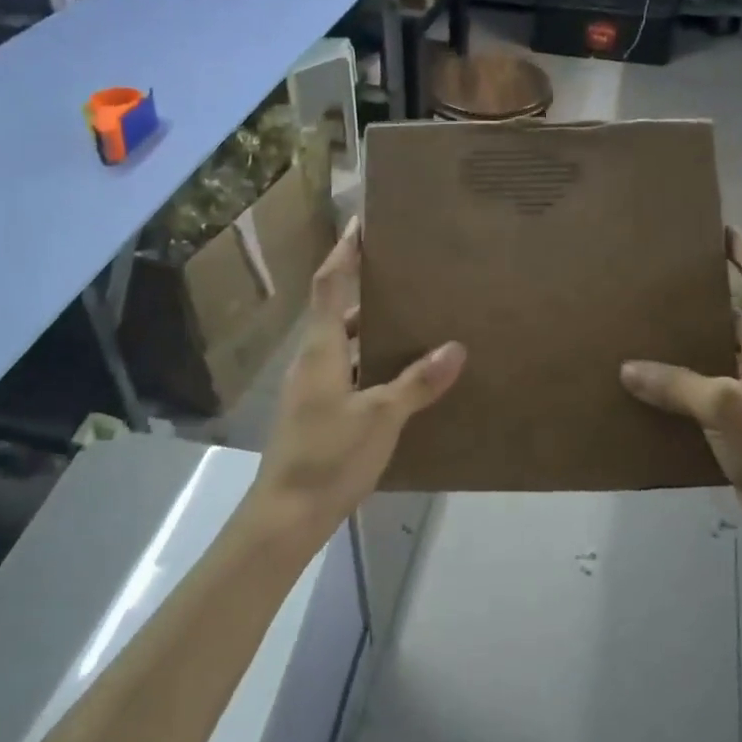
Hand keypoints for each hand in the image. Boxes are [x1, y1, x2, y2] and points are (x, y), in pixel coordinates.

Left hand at [252, 217, 465, 539]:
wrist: (286, 517)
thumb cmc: (328, 456)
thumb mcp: (381, 417)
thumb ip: (417, 382)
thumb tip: (456, 347)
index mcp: (320, 349)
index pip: (328, 285)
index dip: (343, 252)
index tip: (361, 223)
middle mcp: (313, 361)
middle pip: (338, 313)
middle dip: (369, 291)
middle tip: (409, 276)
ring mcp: (313, 389)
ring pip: (345, 346)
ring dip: (373, 332)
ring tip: (415, 322)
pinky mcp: (319, 413)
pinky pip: (349, 373)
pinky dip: (372, 365)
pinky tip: (403, 378)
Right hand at [620, 228, 741, 560]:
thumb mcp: (726, 408)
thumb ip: (676, 384)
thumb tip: (628, 368)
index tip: (712, 227)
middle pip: (740, 307)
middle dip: (706, 290)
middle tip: (659, 276)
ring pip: (725, 345)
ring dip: (694, 334)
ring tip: (647, 320)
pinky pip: (717, 378)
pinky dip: (691, 371)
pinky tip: (655, 376)